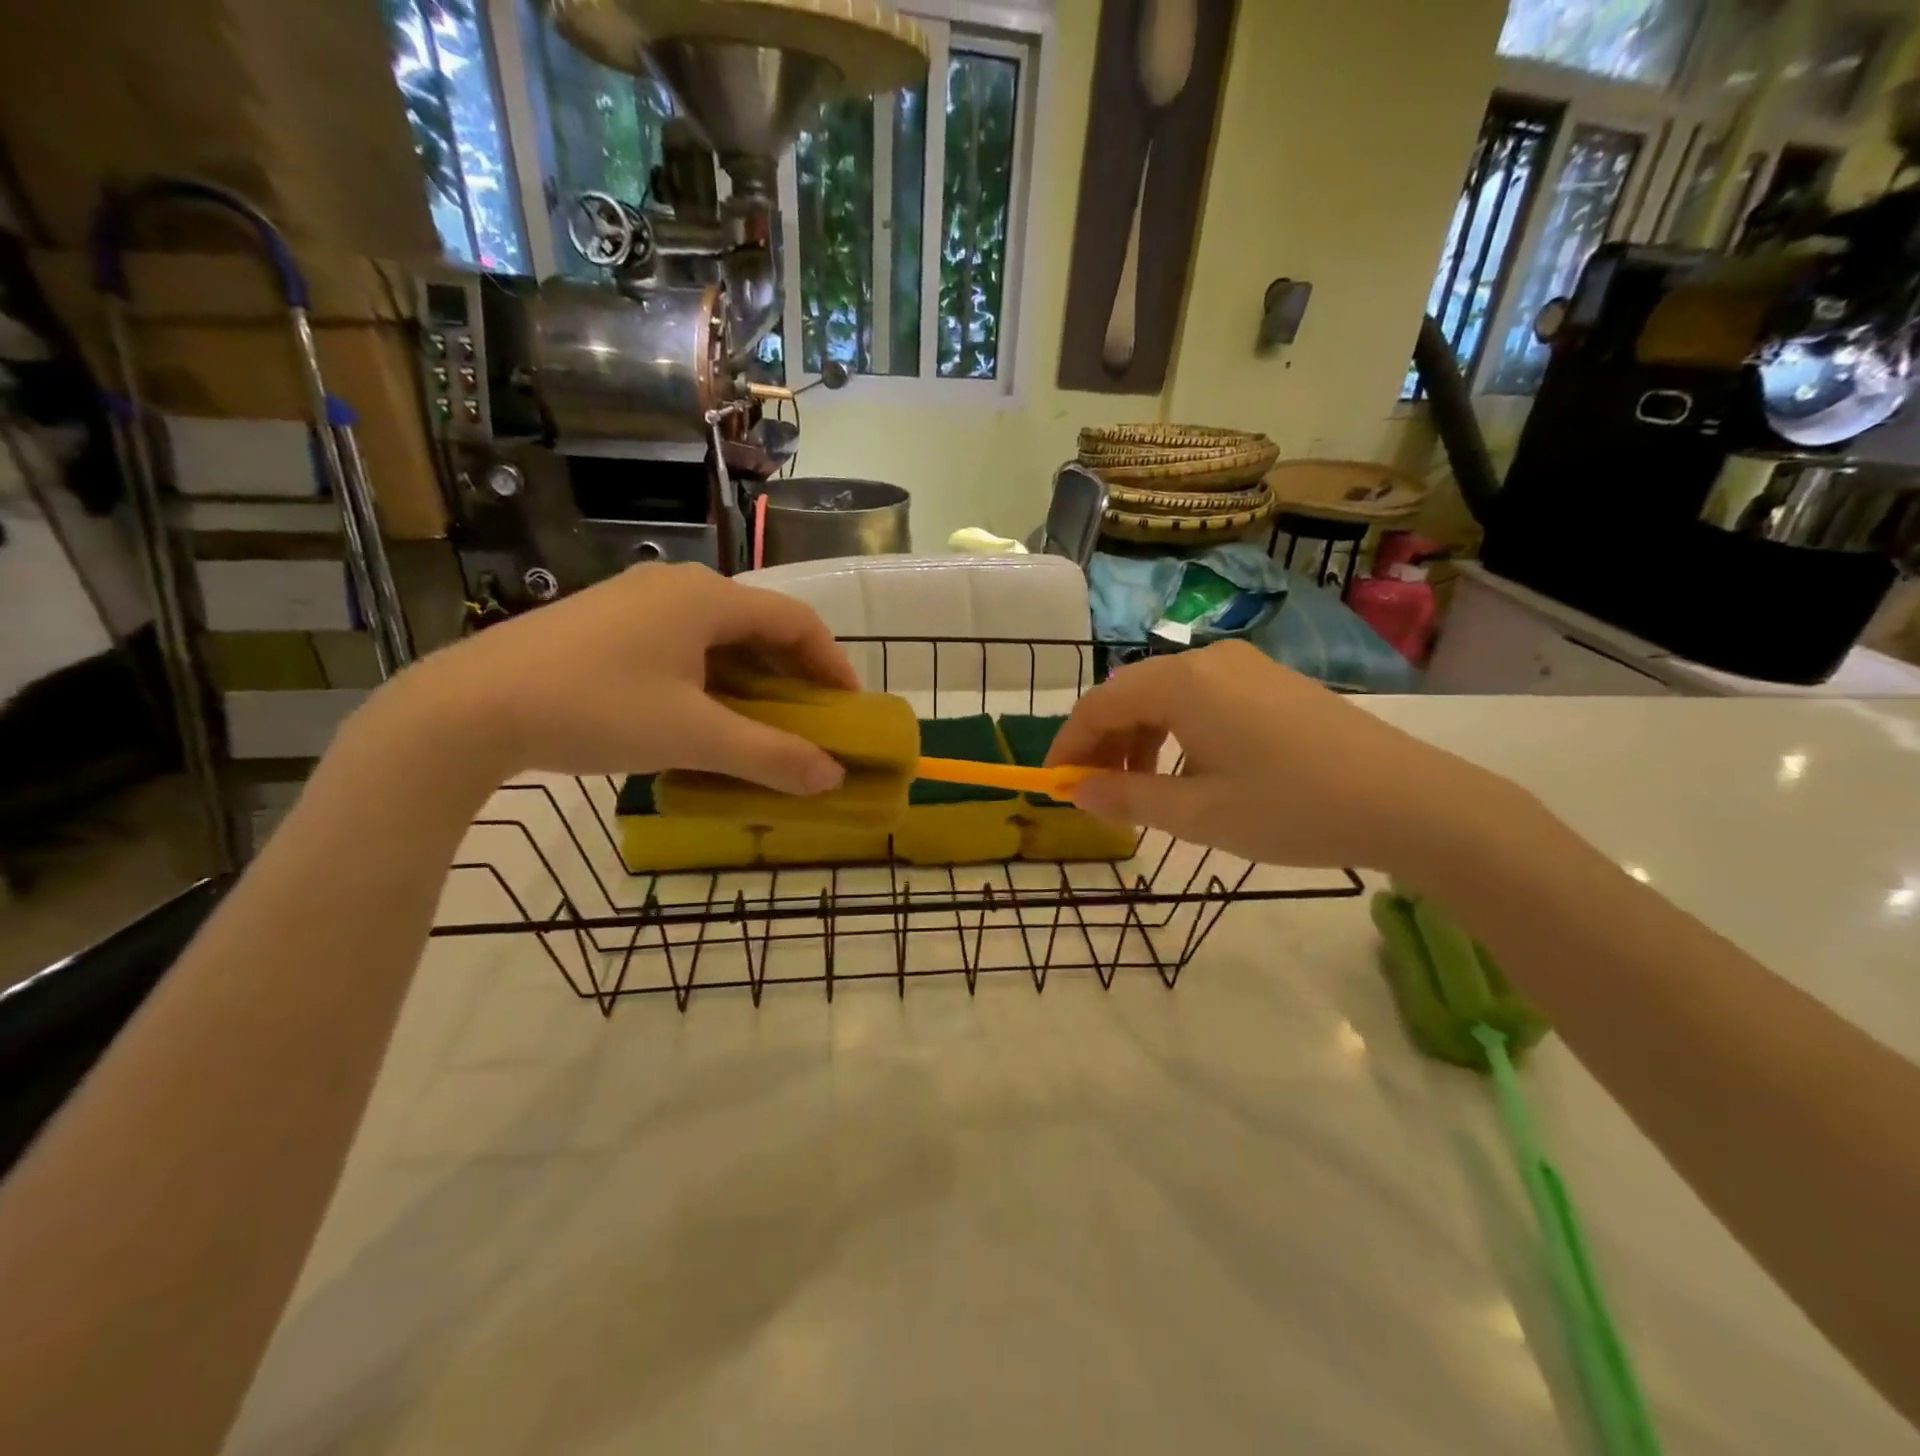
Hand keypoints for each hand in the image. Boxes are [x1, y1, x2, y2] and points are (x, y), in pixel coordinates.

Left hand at [367, 563, 856, 792]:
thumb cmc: (597, 710)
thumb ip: (771, 757)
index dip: (832, 664)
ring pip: (718, 636)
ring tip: (761, 724)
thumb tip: (832, 778)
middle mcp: (677, 586)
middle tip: (810, 722)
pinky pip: (681, 643)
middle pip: (759, 626)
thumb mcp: (694, 738)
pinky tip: (701, 714)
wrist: (469, 708)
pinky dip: (710, 677)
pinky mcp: (605, 622)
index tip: (848, 709)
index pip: (796, 621)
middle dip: (793, 676)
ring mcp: (636, 600)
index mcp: (707, 598)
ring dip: (751, 679)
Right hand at [1048, 641, 1516, 870]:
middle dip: (1104, 744)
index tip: (1055, 786)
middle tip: (1096, 794)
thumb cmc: (1291, 808)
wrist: (1410, 801)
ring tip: (1142, 791)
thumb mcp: (1198, 814)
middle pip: (1131, 695)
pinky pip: (1203, 700)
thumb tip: (1076, 791)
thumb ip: (1127, 798)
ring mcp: (1246, 668)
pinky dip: (1178, 734)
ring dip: (1140, 740)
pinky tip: (1191, 772)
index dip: (1069, 745)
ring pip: (1167, 698)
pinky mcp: (1273, 683)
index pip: (1099, 705)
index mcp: (1182, 683)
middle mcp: (1208, 661)